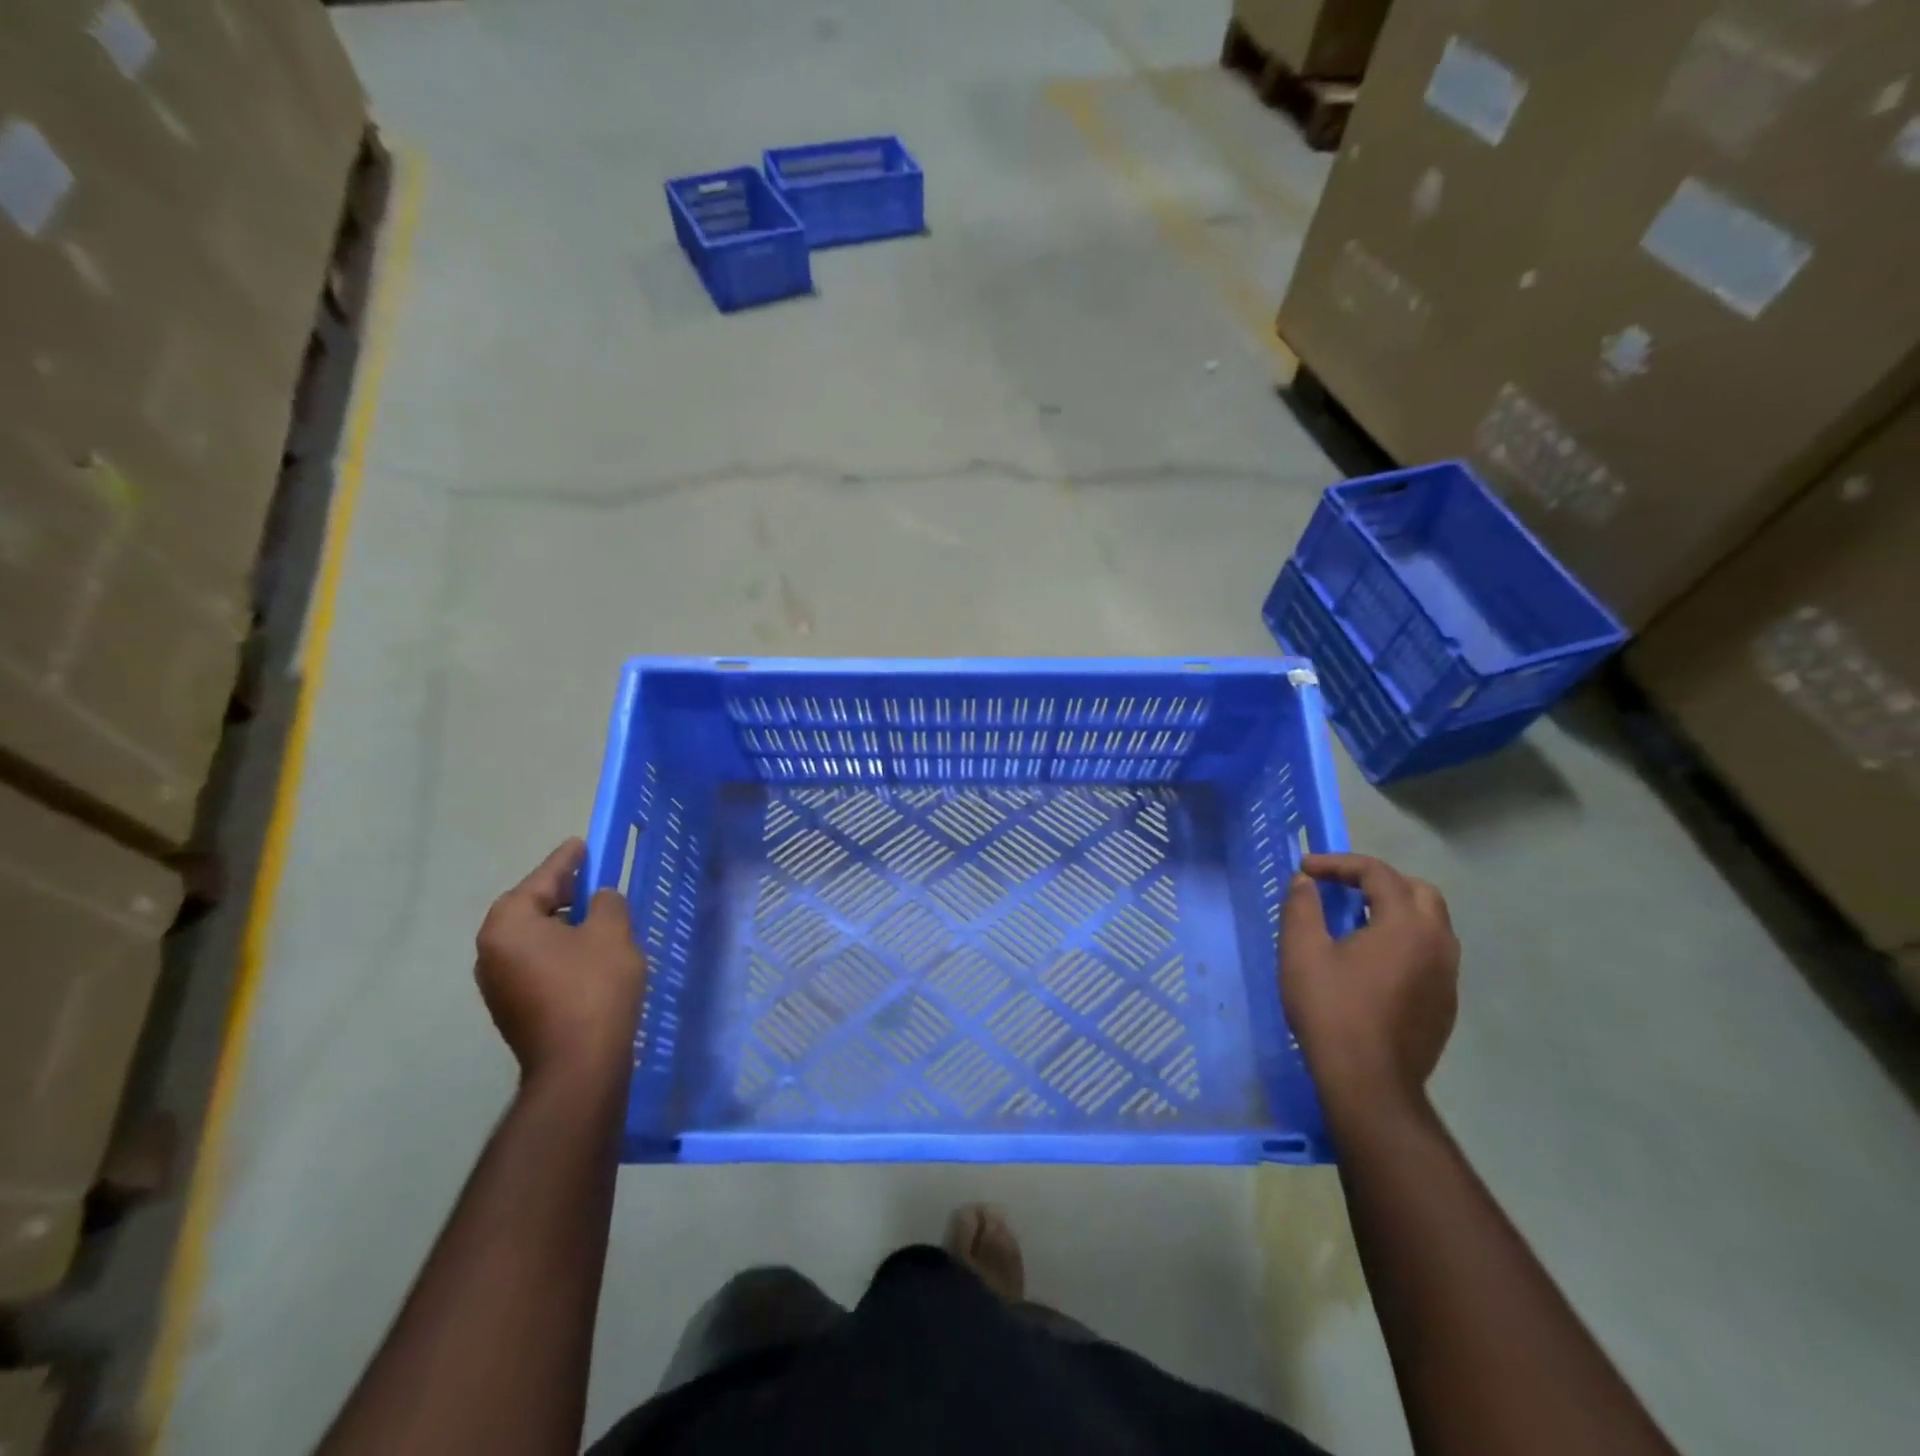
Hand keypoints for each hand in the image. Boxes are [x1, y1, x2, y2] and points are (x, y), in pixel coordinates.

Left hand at [475, 839, 647, 1083]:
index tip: (582, 844)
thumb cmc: (594, 986)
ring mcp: (497, 985)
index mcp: (508, 925)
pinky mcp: (513, 1008)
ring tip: (596, 917)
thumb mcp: (611, 931)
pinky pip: (536, 963)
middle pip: (530, 908)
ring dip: (562, 924)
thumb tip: (599, 900)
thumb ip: (607, 903)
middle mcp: (491, 952)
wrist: (579, 1064)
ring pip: (534, 938)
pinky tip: (588, 954)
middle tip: (593, 879)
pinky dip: (559, 950)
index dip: (566, 860)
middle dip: (563, 893)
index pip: (541, 880)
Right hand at [1281, 853, 1458, 1109]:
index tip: (1305, 869)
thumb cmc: (1332, 1010)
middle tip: (1340, 888)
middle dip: (1376, 881)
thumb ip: (1303, 907)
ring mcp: (1447, 975)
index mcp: (1406, 924)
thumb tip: (1305, 882)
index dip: (1338, 863)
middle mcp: (1438, 942)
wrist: (1369, 1083)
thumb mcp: (1302, 951)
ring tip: (1355, 920)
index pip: (1377, 873)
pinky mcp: (1445, 1003)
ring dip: (1394, 910)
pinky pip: (1430, 953)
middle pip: (1416, 891)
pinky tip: (1371, 960)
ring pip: (1429, 923)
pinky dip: (1403, 940)